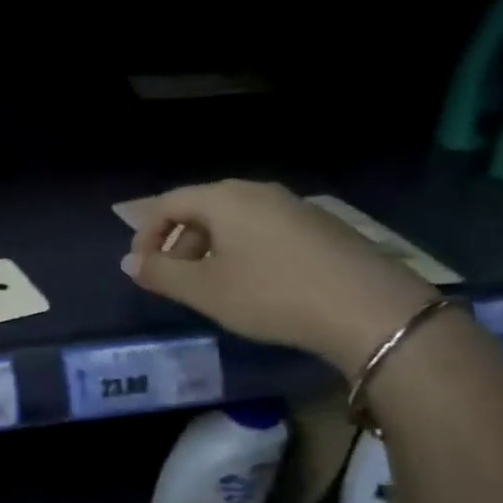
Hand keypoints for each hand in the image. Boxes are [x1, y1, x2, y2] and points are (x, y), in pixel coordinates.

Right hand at [119, 180, 439, 374]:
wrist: (373, 311)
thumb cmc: (273, 295)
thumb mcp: (205, 291)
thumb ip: (160, 274)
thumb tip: (129, 262)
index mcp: (223, 198)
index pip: (167, 204)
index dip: (146, 235)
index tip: (141, 268)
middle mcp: (257, 191)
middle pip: (201, 208)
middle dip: (179, 243)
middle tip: (174, 280)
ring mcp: (295, 206)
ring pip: (235, 220)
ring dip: (211, 249)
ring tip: (213, 286)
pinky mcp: (323, 227)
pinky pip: (266, 230)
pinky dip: (245, 251)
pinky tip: (258, 285)